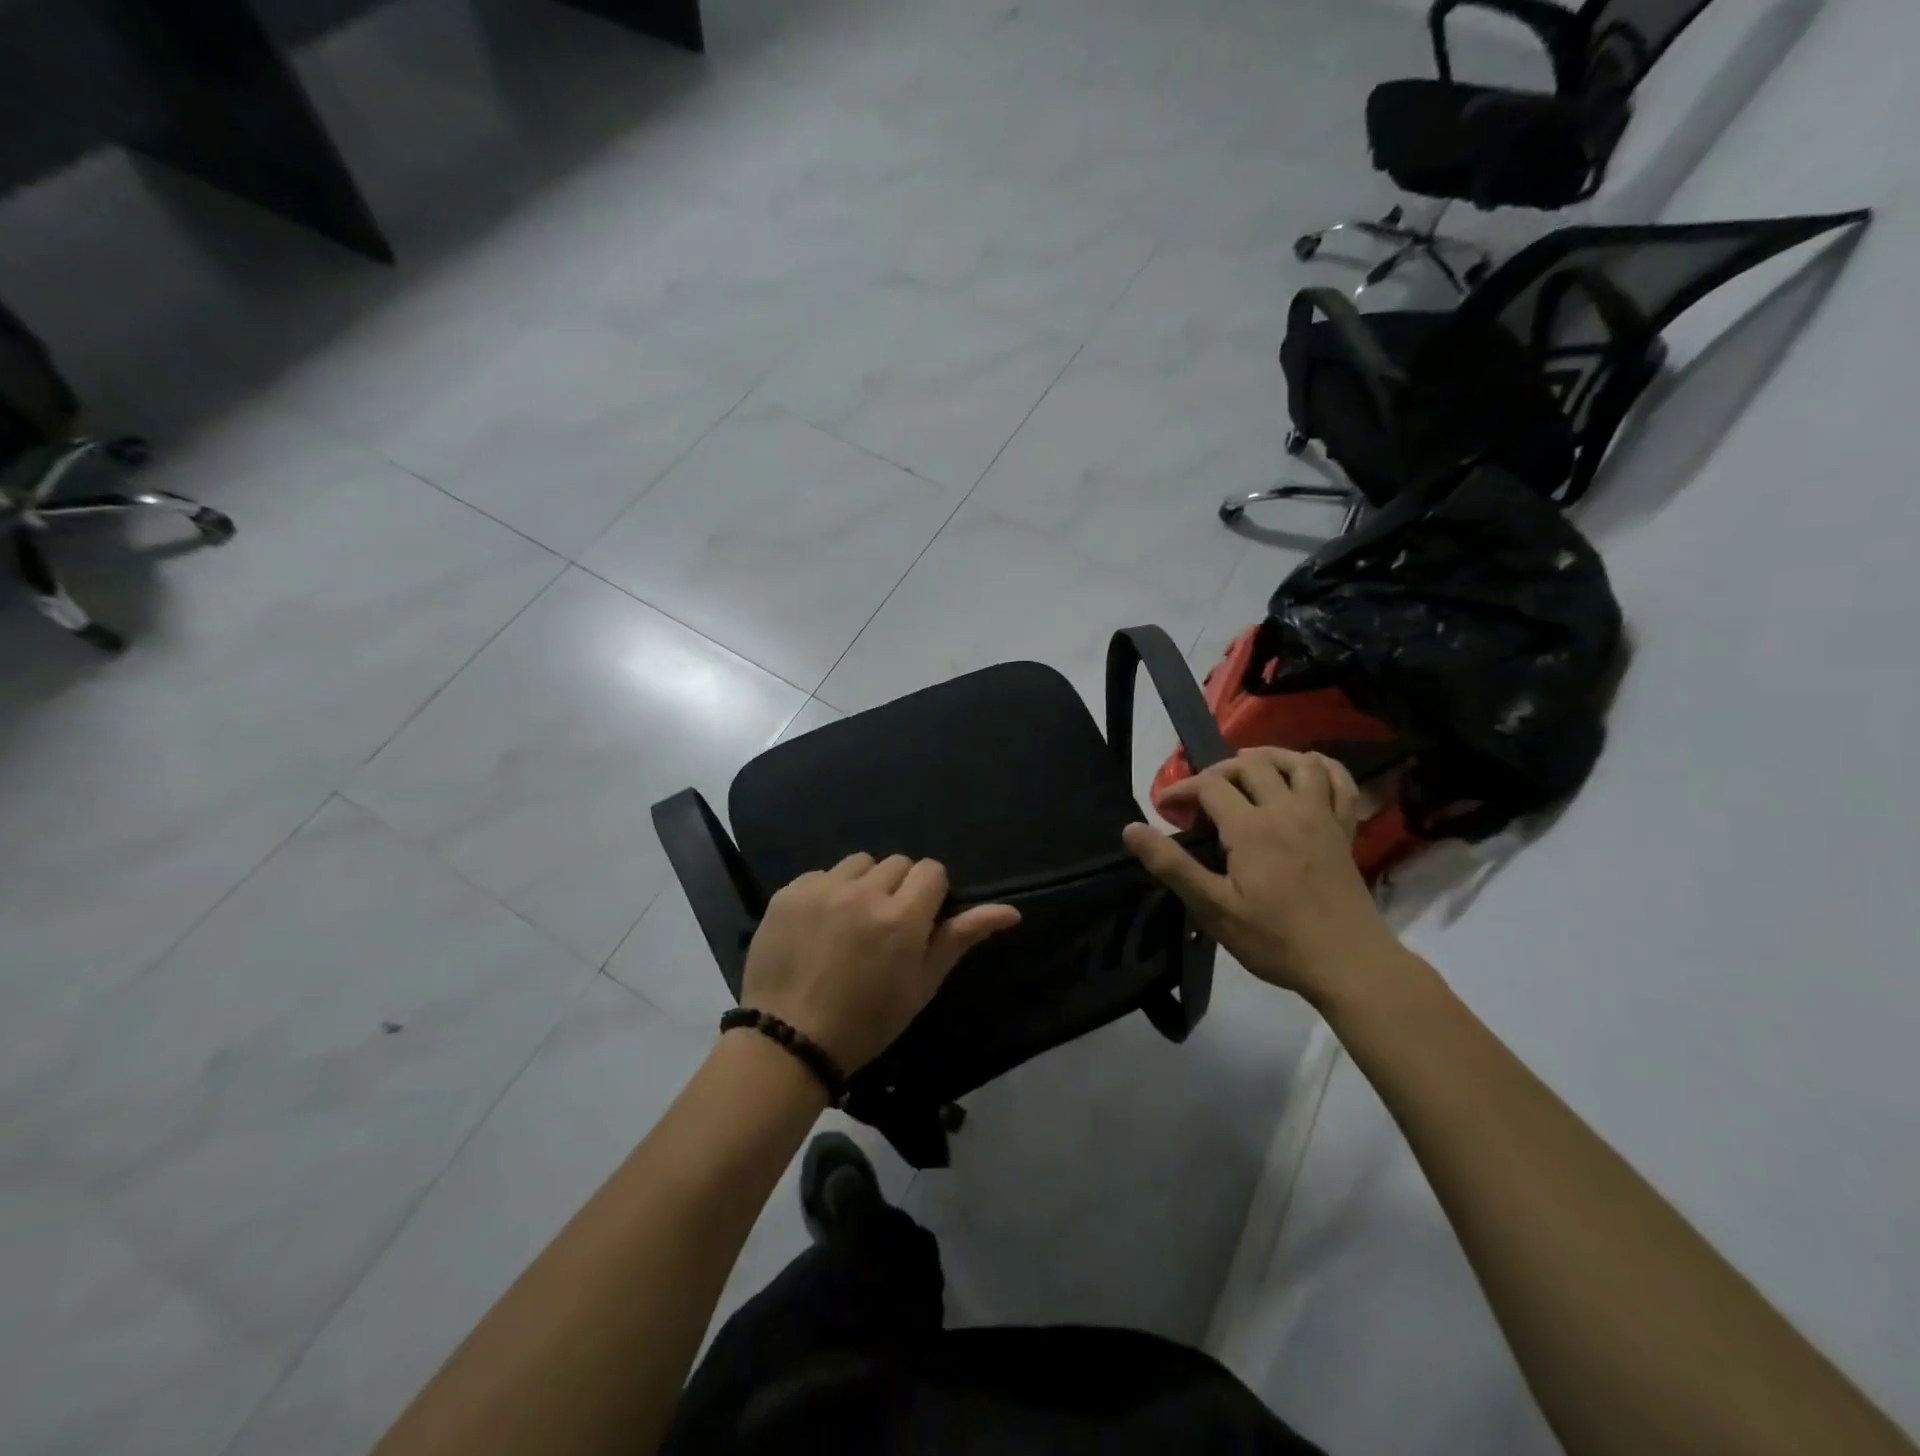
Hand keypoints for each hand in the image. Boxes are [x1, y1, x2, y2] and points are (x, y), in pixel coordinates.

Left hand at [739, 853, 1020, 1072]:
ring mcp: (822, 889)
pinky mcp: (788, 892)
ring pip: (860, 863)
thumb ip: (961, 938)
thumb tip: (1011, 911)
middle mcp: (863, 892)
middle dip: (899, 889)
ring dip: (863, 884)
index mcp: (902, 918)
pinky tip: (818, 926)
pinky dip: (827, 892)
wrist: (789, 1041)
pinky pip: (821, 874)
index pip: (931, 871)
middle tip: (885, 927)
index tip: (920, 920)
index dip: (931, 893)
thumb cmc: (867, 1021)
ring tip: (851, 921)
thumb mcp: (922, 985)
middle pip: (897, 864)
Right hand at [1123, 748, 1401, 1003]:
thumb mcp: (1213, 908)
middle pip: (1251, 765)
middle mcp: (1288, 810)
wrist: (1349, 964)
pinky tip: (1307, 770)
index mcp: (1252, 828)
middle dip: (1219, 770)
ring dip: (1270, 756)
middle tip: (1201, 794)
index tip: (1164, 807)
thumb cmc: (1275, 939)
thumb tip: (1130, 829)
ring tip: (1248, 767)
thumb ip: (1172, 865)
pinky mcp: (1345, 831)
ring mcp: (1322, 817)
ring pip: (1298, 762)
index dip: (1181, 789)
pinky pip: (1340, 783)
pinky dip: (1322, 767)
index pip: (1209, 786)